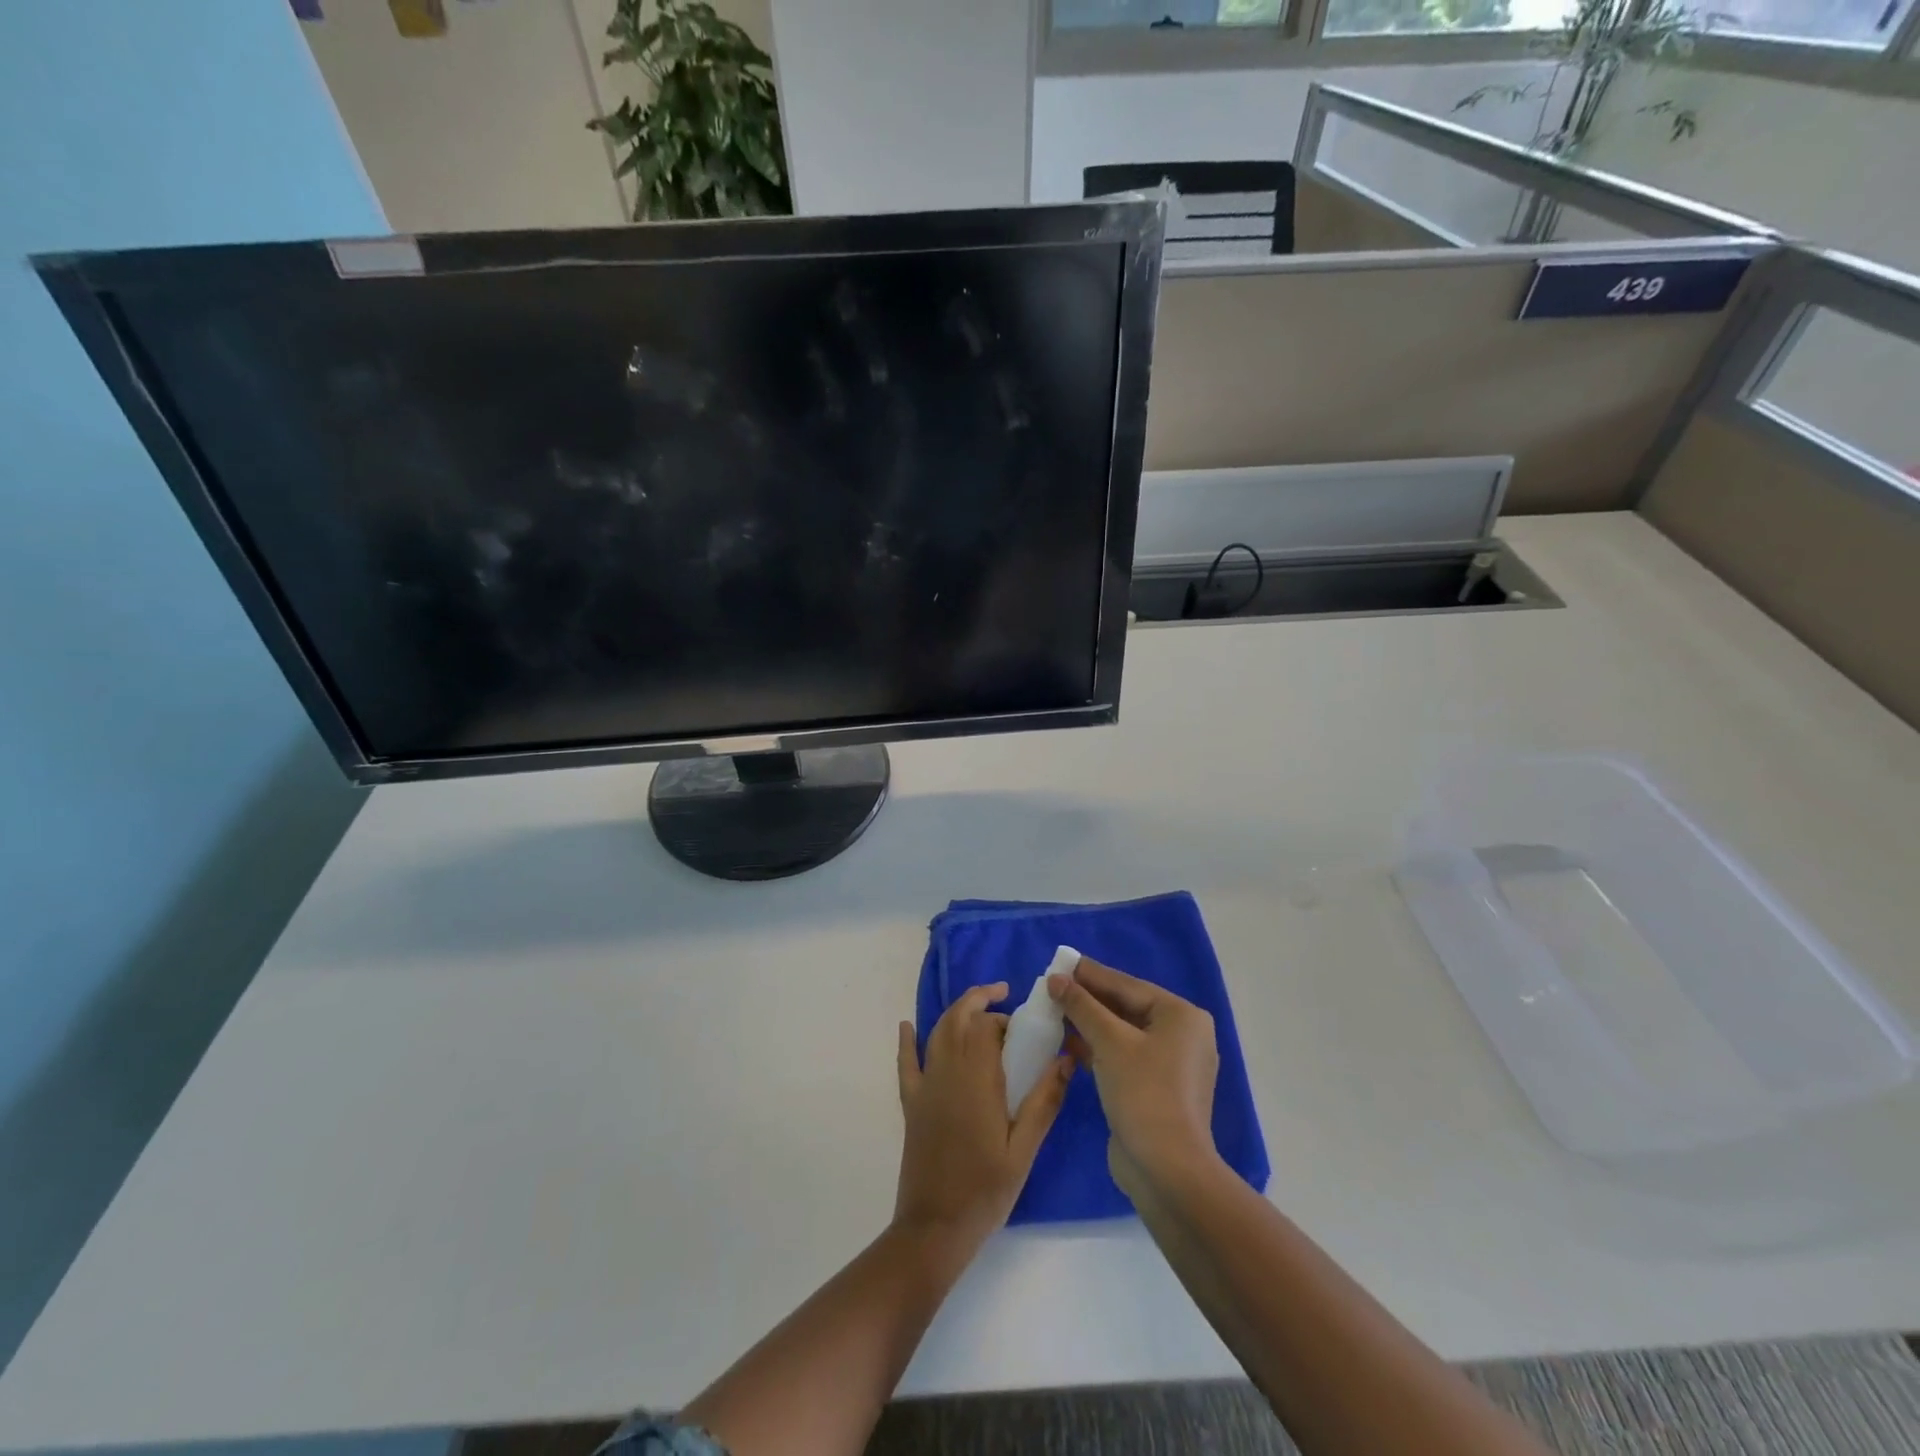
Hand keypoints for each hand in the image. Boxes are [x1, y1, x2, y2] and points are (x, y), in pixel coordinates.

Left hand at [893, 983, 1070, 1251]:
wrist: (935, 1228)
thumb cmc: (986, 1190)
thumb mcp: (1024, 1149)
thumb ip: (1043, 1101)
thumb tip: (1066, 1058)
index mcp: (977, 1080)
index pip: (986, 1027)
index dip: (1005, 1018)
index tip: (1024, 1027)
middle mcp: (948, 1072)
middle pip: (958, 1019)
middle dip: (979, 1000)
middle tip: (1002, 996)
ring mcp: (926, 1086)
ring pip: (937, 1033)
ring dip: (955, 1014)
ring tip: (977, 1008)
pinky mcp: (912, 1104)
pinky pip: (906, 1063)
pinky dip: (907, 1041)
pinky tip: (907, 1026)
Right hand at [1048, 958, 1219, 1197]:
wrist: (1167, 1170)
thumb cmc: (1143, 1092)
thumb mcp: (1109, 1041)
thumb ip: (1081, 1006)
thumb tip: (1055, 979)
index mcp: (1181, 1016)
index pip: (1127, 985)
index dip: (1090, 974)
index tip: (1060, 963)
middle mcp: (1182, 1035)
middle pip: (1126, 1007)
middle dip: (1088, 1000)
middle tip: (1053, 987)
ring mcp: (1171, 1065)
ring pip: (1123, 1033)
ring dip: (1090, 1024)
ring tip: (1055, 1011)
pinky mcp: (1157, 1090)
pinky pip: (1123, 1057)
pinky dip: (1098, 1049)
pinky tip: (1069, 1044)